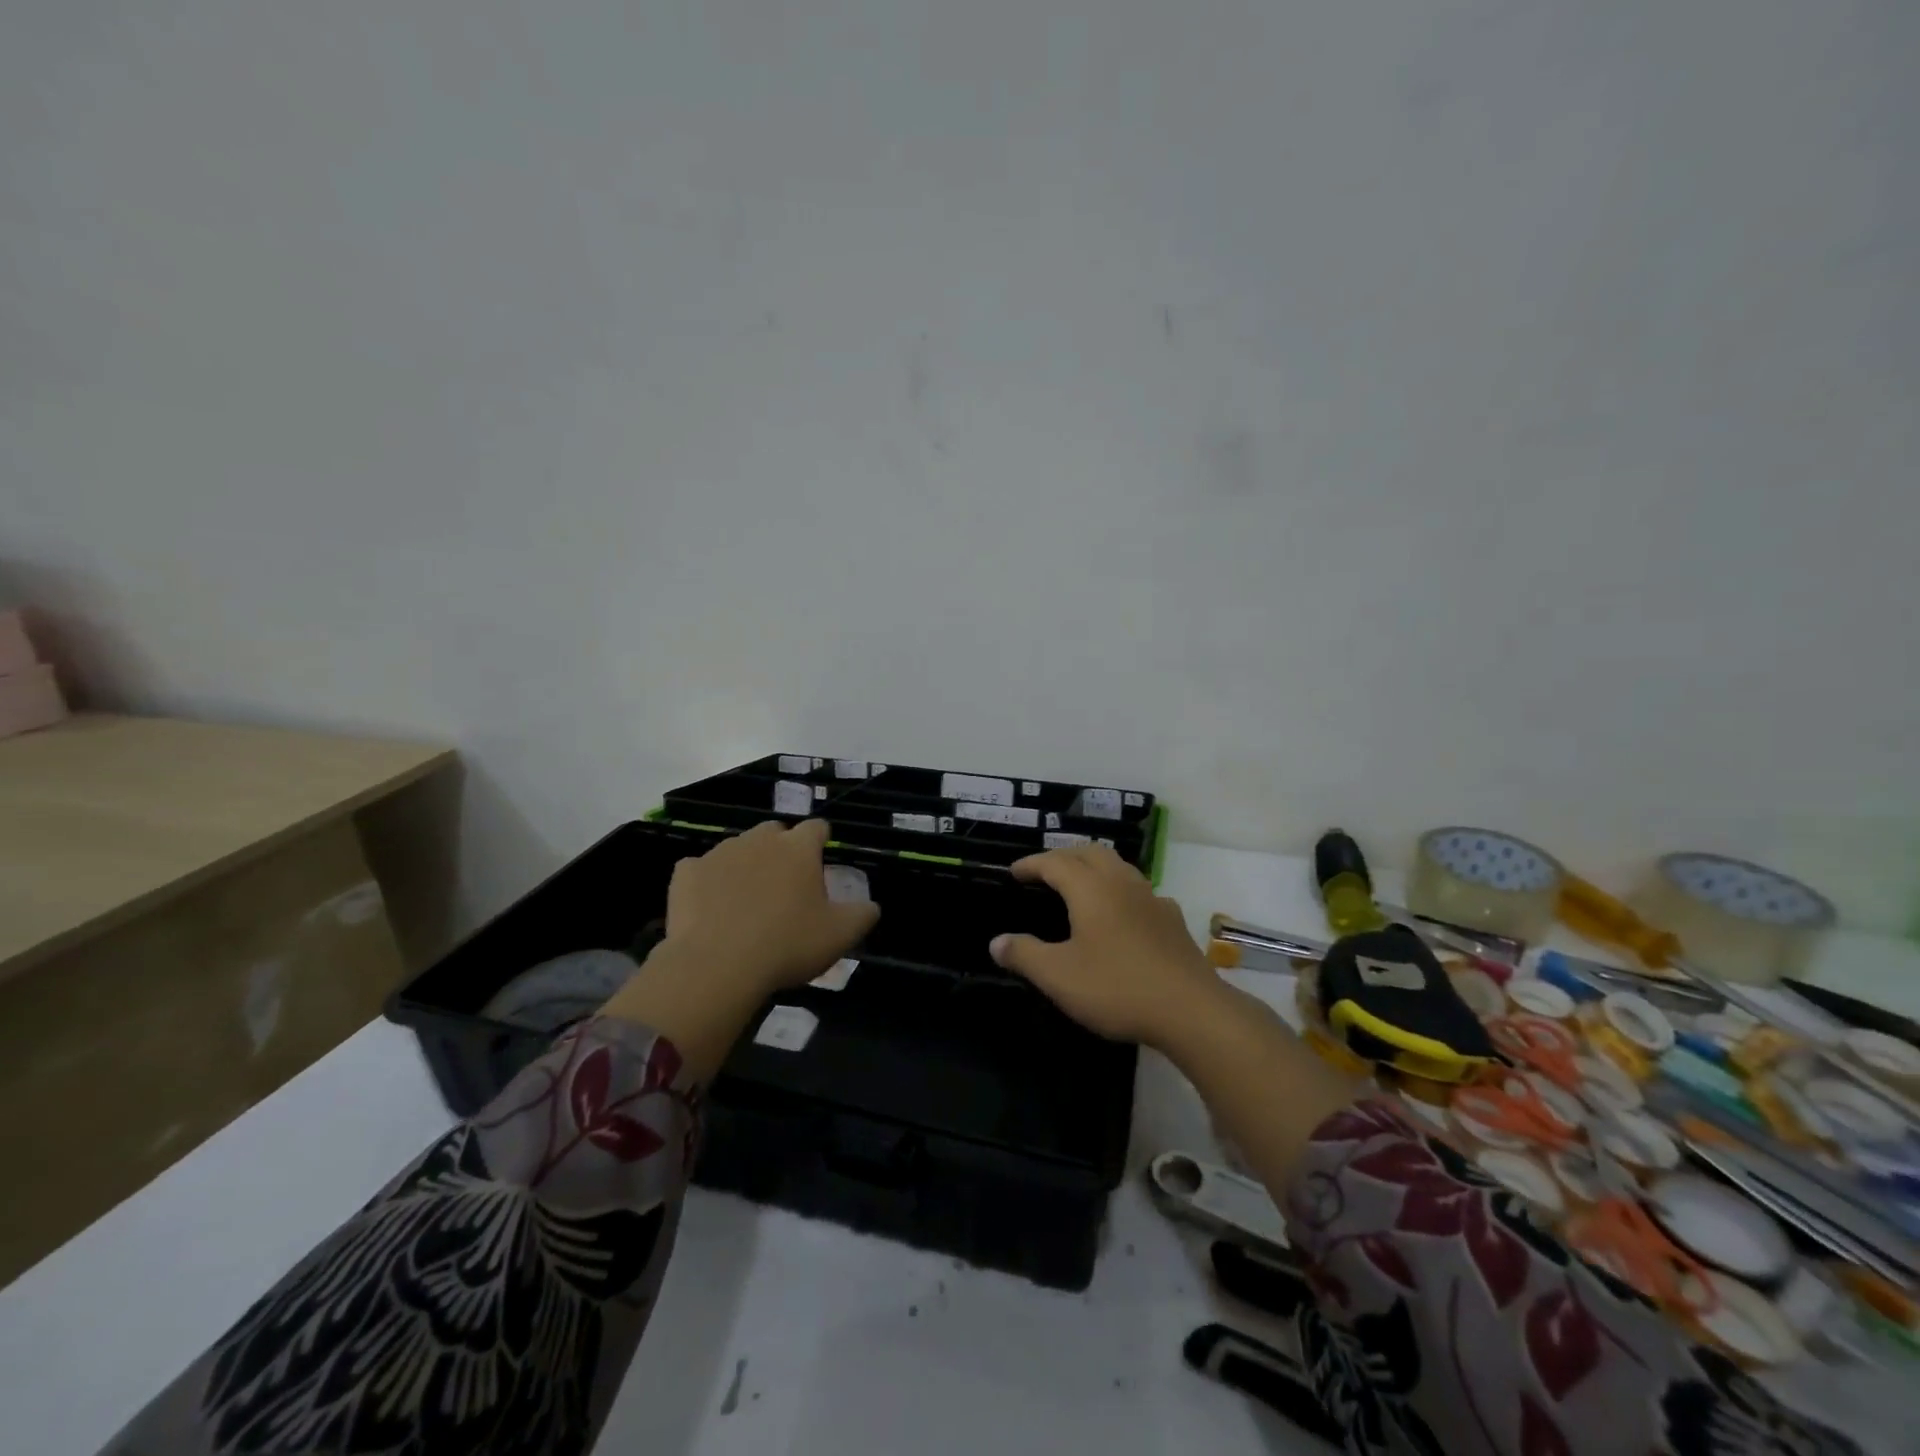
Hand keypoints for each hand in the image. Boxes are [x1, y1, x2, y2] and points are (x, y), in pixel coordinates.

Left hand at [662, 819, 878, 994]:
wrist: (717, 965)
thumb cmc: (787, 945)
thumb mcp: (840, 936)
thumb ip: (862, 915)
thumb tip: (871, 906)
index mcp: (799, 848)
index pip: (817, 827)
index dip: (821, 841)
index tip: (821, 860)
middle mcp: (760, 840)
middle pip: (775, 832)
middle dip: (781, 850)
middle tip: (785, 885)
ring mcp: (719, 853)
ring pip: (737, 848)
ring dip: (745, 864)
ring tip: (746, 899)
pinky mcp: (686, 873)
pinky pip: (699, 868)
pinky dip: (707, 881)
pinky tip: (709, 906)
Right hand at [989, 842, 1220, 1046]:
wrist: (1191, 1010)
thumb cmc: (1117, 988)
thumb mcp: (1059, 976)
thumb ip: (1024, 955)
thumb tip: (996, 941)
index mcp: (1091, 889)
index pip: (1055, 862)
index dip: (1032, 864)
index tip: (1014, 872)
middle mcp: (1122, 883)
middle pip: (1090, 853)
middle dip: (1063, 856)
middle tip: (1044, 872)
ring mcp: (1152, 899)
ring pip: (1118, 867)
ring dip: (1094, 867)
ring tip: (1079, 884)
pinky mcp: (1172, 920)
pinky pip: (1139, 890)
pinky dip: (1120, 890)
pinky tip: (1121, 913)